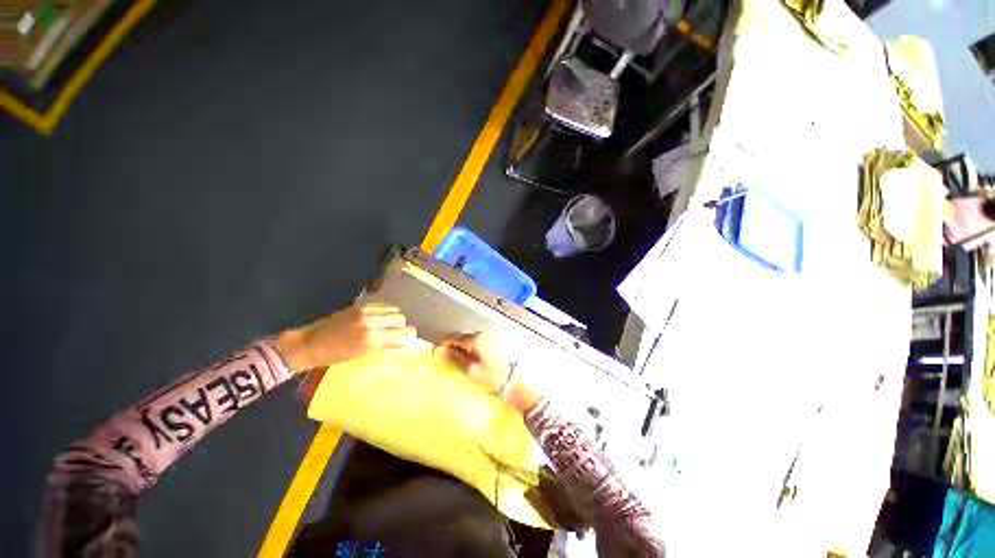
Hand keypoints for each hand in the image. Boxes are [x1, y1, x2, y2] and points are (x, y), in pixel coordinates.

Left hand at [276, 304, 415, 373]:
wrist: (310, 344)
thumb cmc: (335, 356)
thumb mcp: (361, 355)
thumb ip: (383, 345)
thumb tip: (401, 341)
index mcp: (371, 339)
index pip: (401, 334)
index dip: (409, 336)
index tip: (411, 339)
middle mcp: (370, 323)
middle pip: (400, 318)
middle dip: (403, 325)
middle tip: (400, 332)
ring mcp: (365, 312)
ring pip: (393, 310)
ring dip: (395, 317)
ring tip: (391, 325)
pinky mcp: (359, 306)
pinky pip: (382, 306)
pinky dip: (386, 311)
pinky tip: (382, 318)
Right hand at [441, 332, 539, 413]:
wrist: (514, 381)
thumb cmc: (491, 377)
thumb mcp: (470, 370)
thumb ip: (454, 358)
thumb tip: (439, 350)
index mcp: (474, 340)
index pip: (453, 338)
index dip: (444, 345)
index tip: (438, 354)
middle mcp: (481, 334)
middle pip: (461, 337)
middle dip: (454, 347)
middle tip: (451, 360)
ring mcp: (489, 336)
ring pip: (470, 339)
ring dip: (464, 348)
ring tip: (463, 361)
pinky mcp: (494, 340)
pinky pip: (478, 341)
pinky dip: (473, 348)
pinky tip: (474, 358)